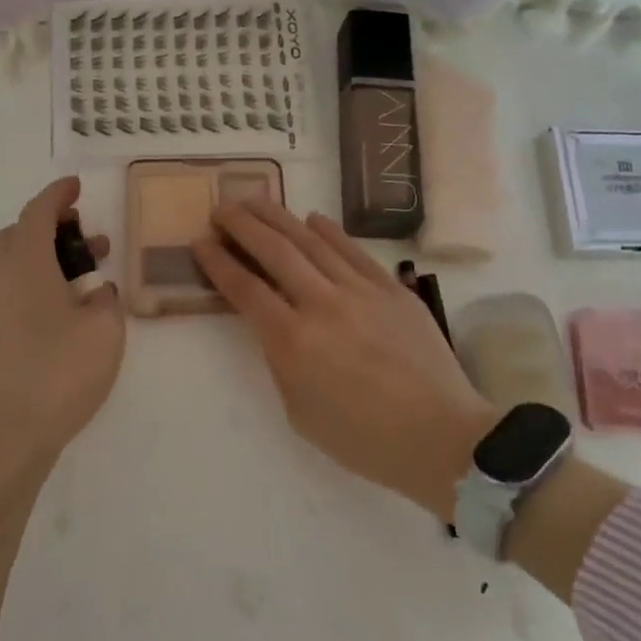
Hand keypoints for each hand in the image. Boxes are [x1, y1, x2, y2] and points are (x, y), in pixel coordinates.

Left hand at [0, 176, 126, 461]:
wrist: (10, 431)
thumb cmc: (60, 370)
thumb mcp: (104, 329)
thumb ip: (106, 301)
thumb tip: (97, 292)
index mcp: (28, 265)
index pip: (38, 214)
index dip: (57, 195)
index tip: (76, 185)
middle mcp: (6, 280)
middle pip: (18, 235)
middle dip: (49, 224)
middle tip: (83, 230)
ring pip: (19, 264)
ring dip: (50, 254)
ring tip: (92, 268)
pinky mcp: (0, 336)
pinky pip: (20, 289)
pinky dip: (45, 281)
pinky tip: (75, 306)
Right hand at [191, 198, 495, 520]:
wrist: (440, 436)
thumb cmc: (362, 438)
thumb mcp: (299, 411)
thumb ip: (280, 361)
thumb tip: (276, 326)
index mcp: (292, 341)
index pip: (245, 289)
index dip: (218, 262)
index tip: (200, 241)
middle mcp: (322, 304)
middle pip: (275, 252)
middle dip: (243, 225)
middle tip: (222, 208)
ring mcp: (361, 291)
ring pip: (312, 241)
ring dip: (280, 218)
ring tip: (257, 201)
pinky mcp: (392, 289)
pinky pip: (354, 251)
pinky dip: (330, 231)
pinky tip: (313, 219)